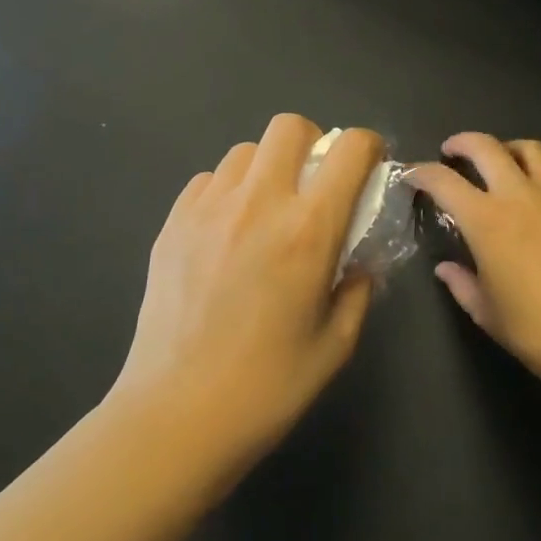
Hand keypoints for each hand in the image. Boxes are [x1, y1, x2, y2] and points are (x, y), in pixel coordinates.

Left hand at [112, 115, 384, 467]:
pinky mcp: (172, 224)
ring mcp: (208, 209)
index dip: (368, 146)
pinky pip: (207, 181)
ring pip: (244, 151)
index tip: (369, 168)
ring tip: (267, 211)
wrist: (178, 414)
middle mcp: (258, 203)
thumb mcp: (336, 342)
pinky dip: (228, 191)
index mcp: (309, 229)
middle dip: (312, 143)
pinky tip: (227, 233)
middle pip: (288, 126)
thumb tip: (357, 262)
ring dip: (267, 168)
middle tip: (314, 184)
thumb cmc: (269, 387)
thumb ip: (357, 289)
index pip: (349, 150)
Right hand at [412, 133, 540, 420]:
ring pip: (529, 149)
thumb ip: (460, 283)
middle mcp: (519, 197)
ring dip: (506, 148)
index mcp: (486, 222)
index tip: (411, 176)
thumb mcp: (485, 312)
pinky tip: (540, 186)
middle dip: (461, 143)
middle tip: (450, 152)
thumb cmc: (535, 331)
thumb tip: (446, 268)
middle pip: (485, 148)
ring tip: (498, 162)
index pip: (443, 181)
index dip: (421, 173)